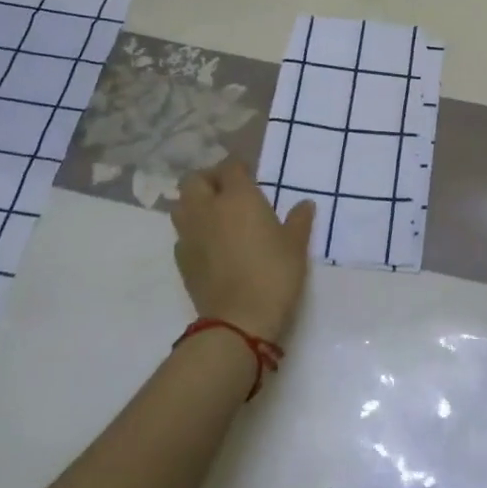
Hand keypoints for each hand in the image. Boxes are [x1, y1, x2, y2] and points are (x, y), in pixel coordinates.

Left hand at [171, 160, 314, 343]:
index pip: (230, 167)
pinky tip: (209, 244)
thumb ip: (298, 220)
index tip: (250, 174)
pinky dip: (193, 232)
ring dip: (195, 203)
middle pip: (196, 180)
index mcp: (237, 197)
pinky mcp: (181, 259)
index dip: (239, 167)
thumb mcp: (296, 245)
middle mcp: (208, 208)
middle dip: (210, 179)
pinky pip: (182, 234)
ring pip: (182, 205)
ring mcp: (190, 234)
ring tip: (215, 215)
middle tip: (228, 191)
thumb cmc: (274, 274)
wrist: (239, 320)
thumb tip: (305, 205)